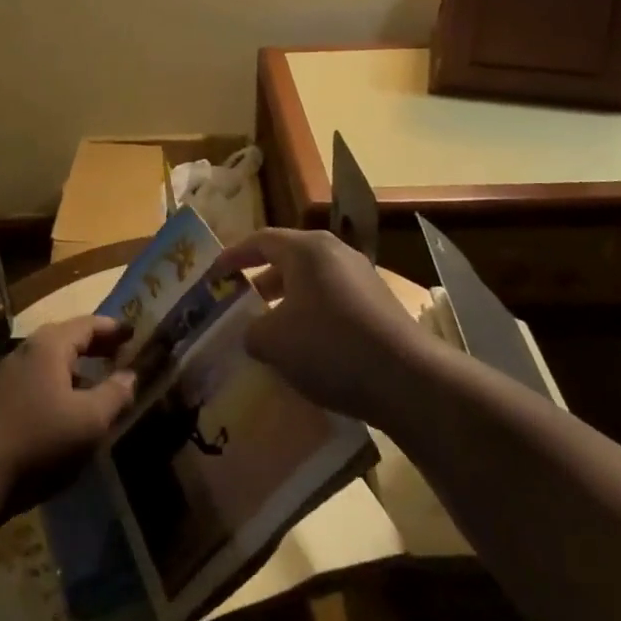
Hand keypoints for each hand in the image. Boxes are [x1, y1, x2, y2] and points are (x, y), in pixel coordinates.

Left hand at [0, 315, 136, 492]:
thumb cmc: (38, 439)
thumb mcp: (89, 420)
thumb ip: (114, 395)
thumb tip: (131, 375)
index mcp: (51, 345)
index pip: (89, 324)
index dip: (114, 329)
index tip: (136, 334)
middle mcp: (28, 350)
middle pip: (68, 339)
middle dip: (96, 346)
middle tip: (123, 354)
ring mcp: (9, 375)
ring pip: (52, 362)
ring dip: (78, 368)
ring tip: (101, 383)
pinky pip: (39, 381)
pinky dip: (61, 385)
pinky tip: (70, 409)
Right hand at [211, 228, 427, 428]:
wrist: (407, 380)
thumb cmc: (328, 346)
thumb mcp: (272, 341)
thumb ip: (251, 331)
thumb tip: (254, 333)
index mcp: (306, 249)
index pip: (260, 240)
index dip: (232, 256)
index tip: (213, 274)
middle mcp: (336, 254)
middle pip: (288, 260)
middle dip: (260, 281)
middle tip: (238, 303)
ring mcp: (362, 279)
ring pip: (312, 284)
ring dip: (287, 303)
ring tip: (268, 330)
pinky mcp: (379, 306)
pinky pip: (333, 303)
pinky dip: (311, 318)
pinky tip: (304, 350)